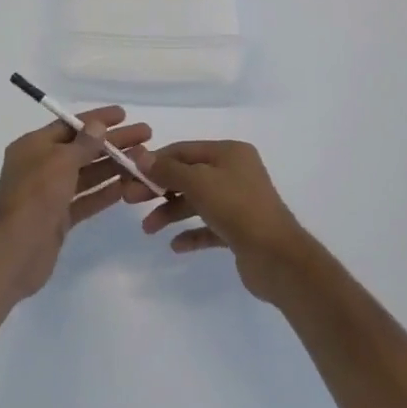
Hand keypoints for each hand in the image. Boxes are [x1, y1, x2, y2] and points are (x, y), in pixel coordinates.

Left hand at [0, 107, 153, 298]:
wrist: (16, 251)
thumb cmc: (36, 197)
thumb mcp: (60, 162)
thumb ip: (83, 143)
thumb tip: (98, 125)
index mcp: (33, 146)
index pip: (69, 125)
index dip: (96, 119)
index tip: (123, 114)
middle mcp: (40, 166)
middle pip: (82, 148)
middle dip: (112, 142)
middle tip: (145, 135)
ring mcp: (50, 193)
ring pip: (87, 174)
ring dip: (113, 165)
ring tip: (143, 159)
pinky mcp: (59, 218)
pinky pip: (86, 198)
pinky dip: (105, 191)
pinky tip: (129, 185)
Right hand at [125, 141, 311, 303]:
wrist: (277, 257)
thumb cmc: (237, 209)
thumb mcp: (198, 182)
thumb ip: (168, 170)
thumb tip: (141, 155)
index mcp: (229, 153)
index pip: (184, 150)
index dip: (155, 161)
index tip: (128, 174)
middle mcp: (235, 173)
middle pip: (188, 176)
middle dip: (159, 188)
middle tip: (129, 200)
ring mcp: (238, 202)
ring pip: (196, 202)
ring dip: (170, 212)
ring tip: (148, 229)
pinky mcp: (239, 230)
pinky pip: (208, 227)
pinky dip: (190, 233)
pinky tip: (175, 245)